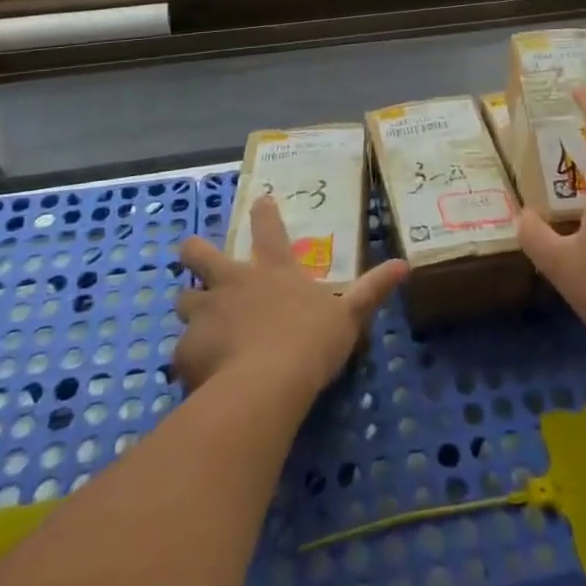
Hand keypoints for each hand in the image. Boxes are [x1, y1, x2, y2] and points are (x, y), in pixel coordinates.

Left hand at [174, 196, 408, 398]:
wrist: (264, 386)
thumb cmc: (310, 343)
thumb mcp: (349, 316)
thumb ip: (372, 290)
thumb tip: (404, 264)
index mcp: (273, 269)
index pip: (268, 227)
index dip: (263, 211)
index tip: (259, 200)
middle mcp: (233, 281)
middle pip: (200, 252)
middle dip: (194, 250)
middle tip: (193, 253)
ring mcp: (206, 312)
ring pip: (183, 298)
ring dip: (189, 306)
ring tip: (197, 322)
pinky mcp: (186, 348)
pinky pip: (182, 351)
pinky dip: (190, 359)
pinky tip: (199, 374)